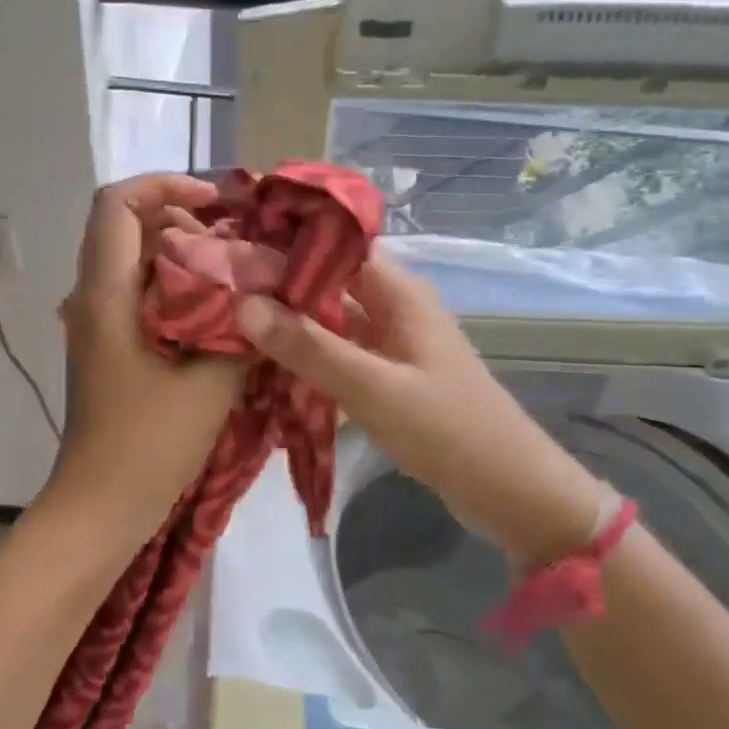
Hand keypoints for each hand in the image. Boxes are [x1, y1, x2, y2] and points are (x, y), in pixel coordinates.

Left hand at [46, 175, 247, 542]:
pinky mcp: (109, 344)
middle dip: (182, 215)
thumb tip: (266, 289)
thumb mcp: (210, 382)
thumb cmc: (149, 444)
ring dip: (181, 251)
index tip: (216, 203)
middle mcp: (92, 296)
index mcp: (106, 294)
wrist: (101, 507)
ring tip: (235, 268)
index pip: (117, 203)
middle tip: (237, 236)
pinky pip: (139, 291)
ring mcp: (97, 321)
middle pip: (126, 225)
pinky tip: (217, 308)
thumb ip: (240, 327)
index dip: (165, 184)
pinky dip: (175, 283)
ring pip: (134, 258)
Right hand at [235, 252, 605, 564]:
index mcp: (398, 291)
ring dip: (289, 318)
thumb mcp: (374, 388)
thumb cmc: (449, 430)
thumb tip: (243, 303)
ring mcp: (389, 341)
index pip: (335, 243)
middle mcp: (392, 305)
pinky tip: (265, 360)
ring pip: (329, 316)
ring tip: (229, 316)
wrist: (510, 491)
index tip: (232, 244)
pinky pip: (337, 351)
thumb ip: (310, 347)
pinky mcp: (385, 373)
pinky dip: (306, 352)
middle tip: (218, 284)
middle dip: (277, 281)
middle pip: (327, 278)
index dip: (286, 238)